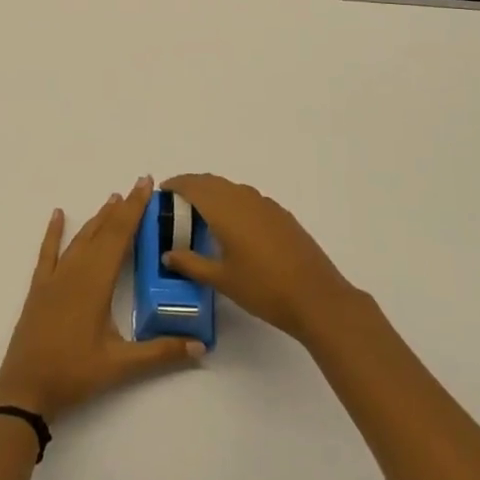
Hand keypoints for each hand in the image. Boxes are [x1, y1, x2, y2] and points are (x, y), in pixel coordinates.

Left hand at [0, 177, 202, 423]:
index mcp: (96, 282)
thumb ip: (160, 353)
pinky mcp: (40, 288)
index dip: (135, 209)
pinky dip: (54, 232)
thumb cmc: (74, 374)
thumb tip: (200, 347)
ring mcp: (55, 278)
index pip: (120, 236)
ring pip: (81, 239)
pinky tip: (59, 214)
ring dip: (98, 218)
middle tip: (139, 185)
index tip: (146, 185)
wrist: (25, 388)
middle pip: (103, 231)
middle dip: (122, 208)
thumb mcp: (120, 366)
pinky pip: (48, 252)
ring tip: (113, 199)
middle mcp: (76, 271)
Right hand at [160, 174, 359, 346]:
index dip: (176, 184)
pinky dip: (232, 202)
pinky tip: (233, 226)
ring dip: (213, 193)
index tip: (162, 192)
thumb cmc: (263, 288)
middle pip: (212, 182)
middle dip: (192, 186)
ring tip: (201, 215)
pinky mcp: (281, 215)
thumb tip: (168, 254)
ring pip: (231, 189)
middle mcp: (244, 198)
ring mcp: (265, 205)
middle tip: (176, 203)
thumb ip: (191, 264)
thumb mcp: (222, 280)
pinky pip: (248, 198)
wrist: (316, 297)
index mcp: (225, 209)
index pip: (193, 185)